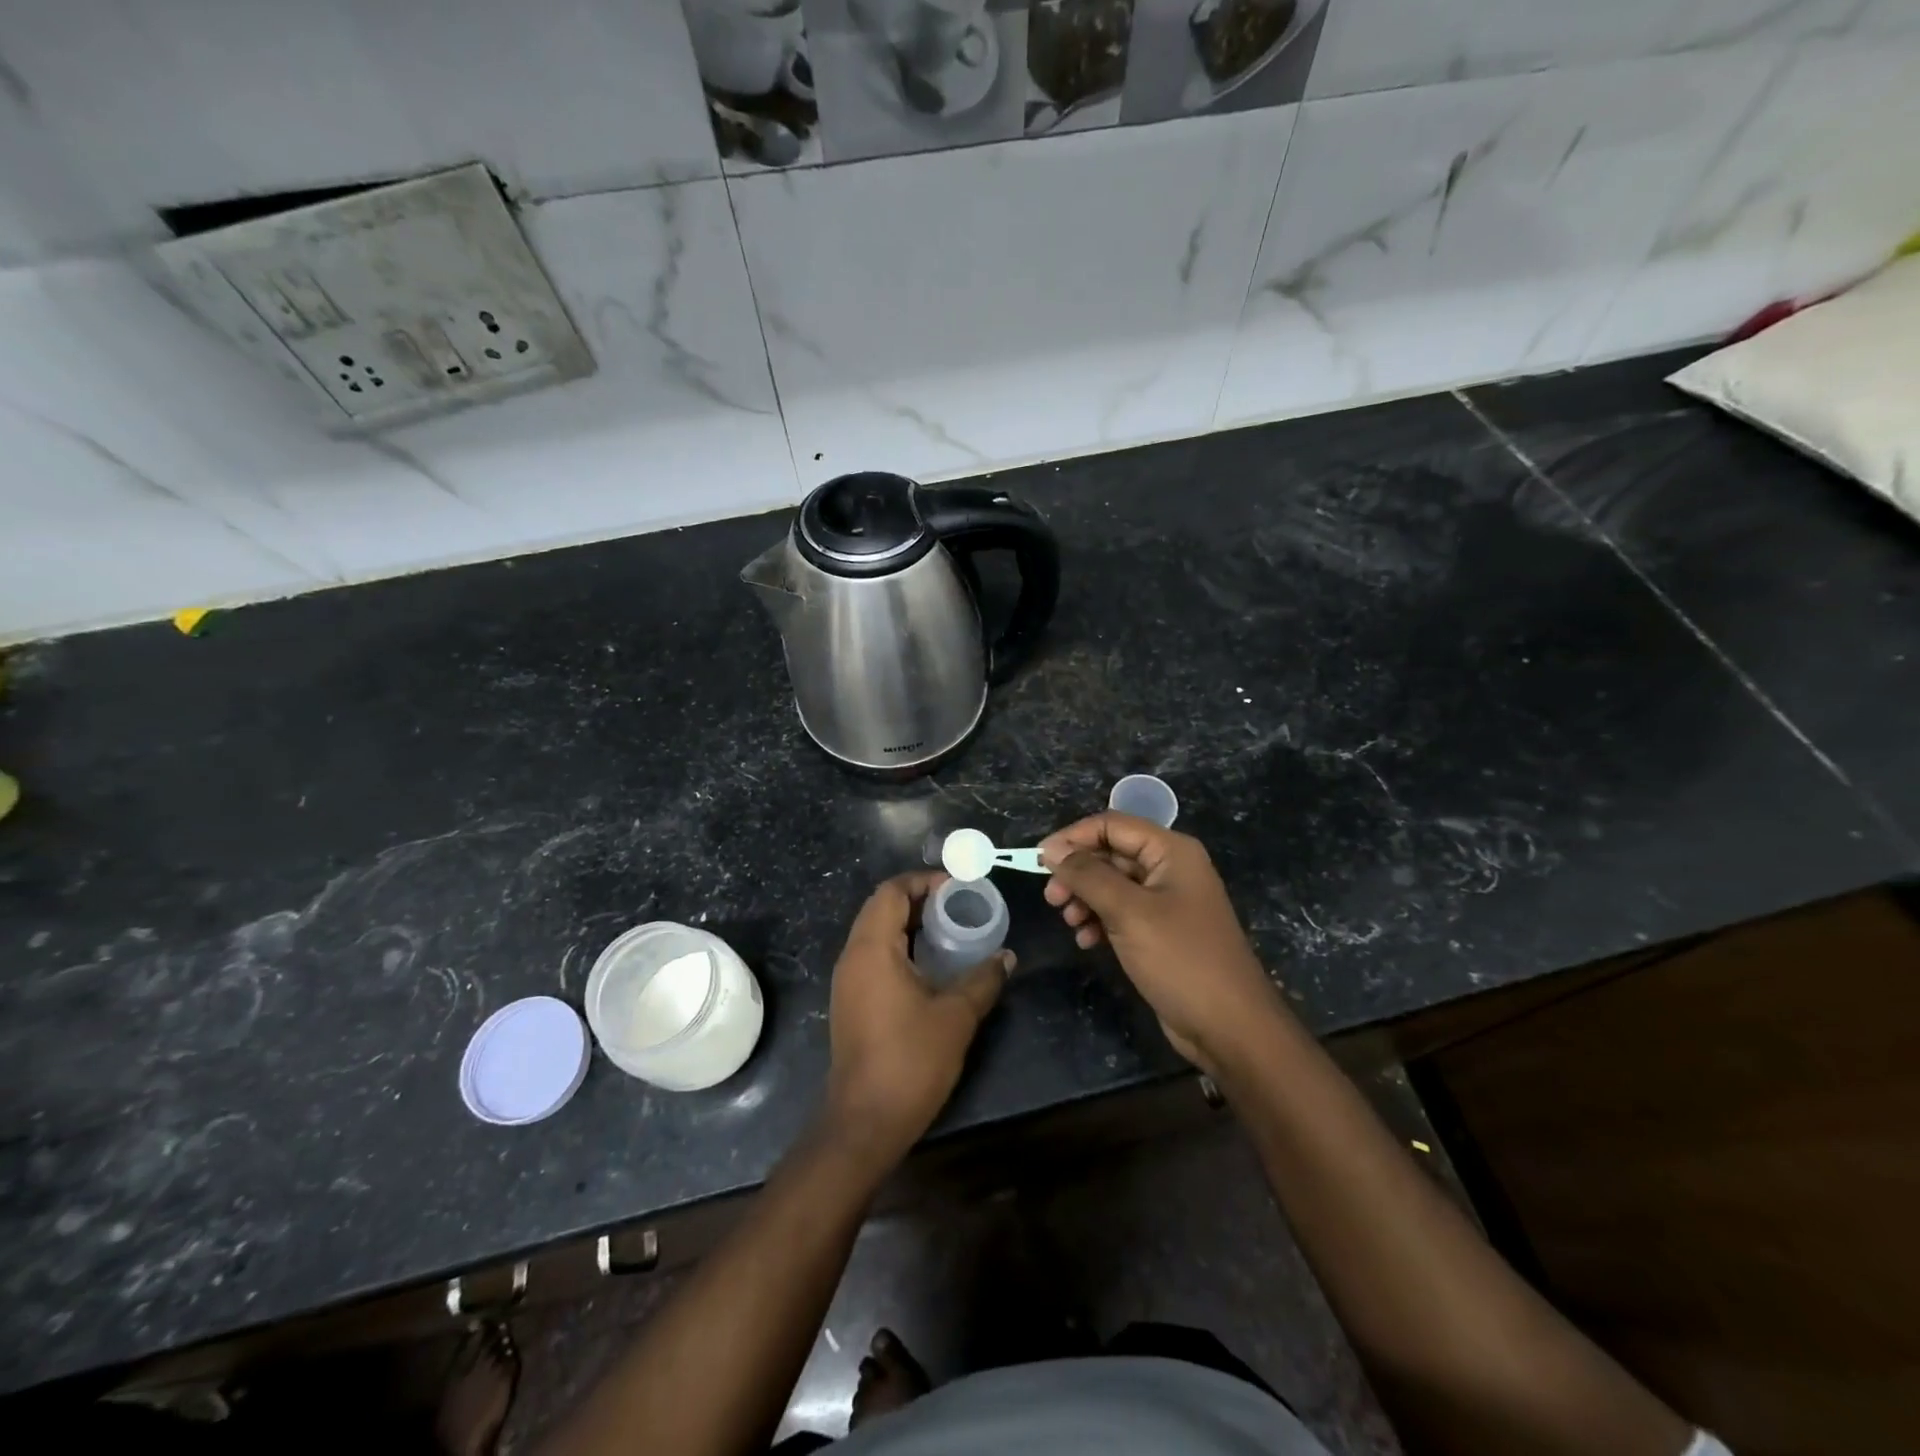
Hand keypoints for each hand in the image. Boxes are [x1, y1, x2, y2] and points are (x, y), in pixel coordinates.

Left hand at [824, 871, 1011, 1166]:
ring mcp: (848, 981)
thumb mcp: (956, 1016)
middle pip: (881, 908)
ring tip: (951, 930)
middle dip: (919, 900)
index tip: (958, 887)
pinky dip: (901, 947)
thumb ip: (983, 979)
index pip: (891, 892)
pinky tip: (932, 965)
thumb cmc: (910, 1060)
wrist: (865, 1122)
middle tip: (959, 905)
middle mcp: (853, 956)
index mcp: (872, 948)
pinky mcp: (851, 1002)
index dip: (924, 881)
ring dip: (910, 924)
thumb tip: (1006, 956)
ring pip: (876, 933)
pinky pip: (874, 956)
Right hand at [1040, 813, 1283, 1075]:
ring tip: (1070, 923)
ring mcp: (1168, 900)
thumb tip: (1052, 850)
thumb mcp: (1128, 912)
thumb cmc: (1180, 959)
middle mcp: (1170, 868)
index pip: (1111, 825)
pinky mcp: (1162, 930)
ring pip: (1113, 884)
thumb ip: (1087, 875)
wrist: (1230, 1026)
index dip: (1073, 838)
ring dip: (1085, 898)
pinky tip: (1087, 940)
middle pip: (1111, 853)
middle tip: (1052, 900)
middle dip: (1078, 872)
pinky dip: (1100, 919)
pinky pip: (1122, 911)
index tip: (1039, 860)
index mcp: (1170, 851)